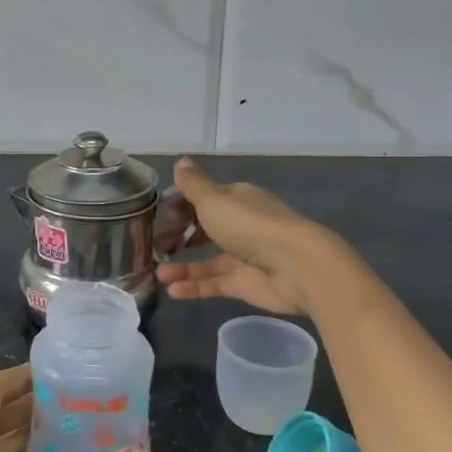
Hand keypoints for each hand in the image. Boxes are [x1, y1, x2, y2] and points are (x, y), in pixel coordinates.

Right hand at [156, 158, 334, 315]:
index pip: (205, 199)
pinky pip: (215, 284)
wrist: (296, 266)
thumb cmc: (250, 224)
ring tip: (157, 274)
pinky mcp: (245, 284)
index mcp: (237, 200)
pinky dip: (194, 287)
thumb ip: (193, 185)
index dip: (181, 206)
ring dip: (183, 267)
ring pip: (207, 261)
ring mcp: (244, 256)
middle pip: (205, 230)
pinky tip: (172, 291)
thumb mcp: (213, 200)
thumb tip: (180, 160)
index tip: (158, 216)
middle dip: (180, 237)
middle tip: (155, 246)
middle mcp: (241, 226)